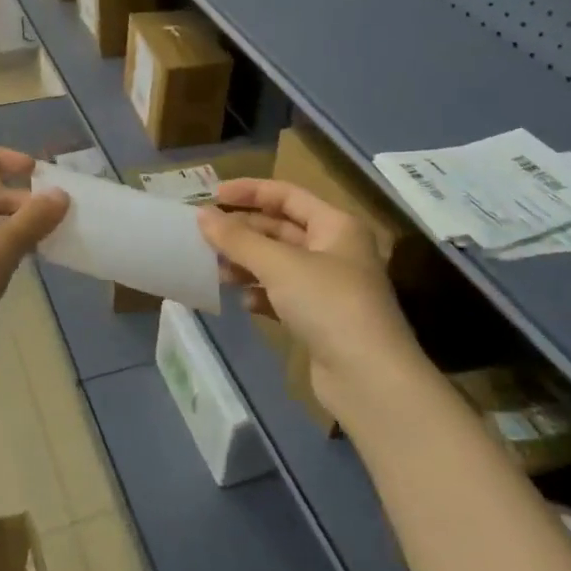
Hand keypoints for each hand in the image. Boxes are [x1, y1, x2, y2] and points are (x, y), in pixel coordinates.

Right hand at [200, 180, 420, 415]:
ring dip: (247, 264)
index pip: (288, 195)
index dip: (250, 191)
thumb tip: (202, 215)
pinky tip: (244, 303)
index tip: (212, 196)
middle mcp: (335, 251)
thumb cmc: (328, 304)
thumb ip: (238, 239)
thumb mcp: (279, 265)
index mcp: (336, 226)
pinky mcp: (321, 319)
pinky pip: (283, 296)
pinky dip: (262, 295)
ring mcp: (329, 287)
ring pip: (279, 264)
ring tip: (215, 270)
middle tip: (205, 236)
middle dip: (244, 232)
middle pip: (281, 229)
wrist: (369, 378)